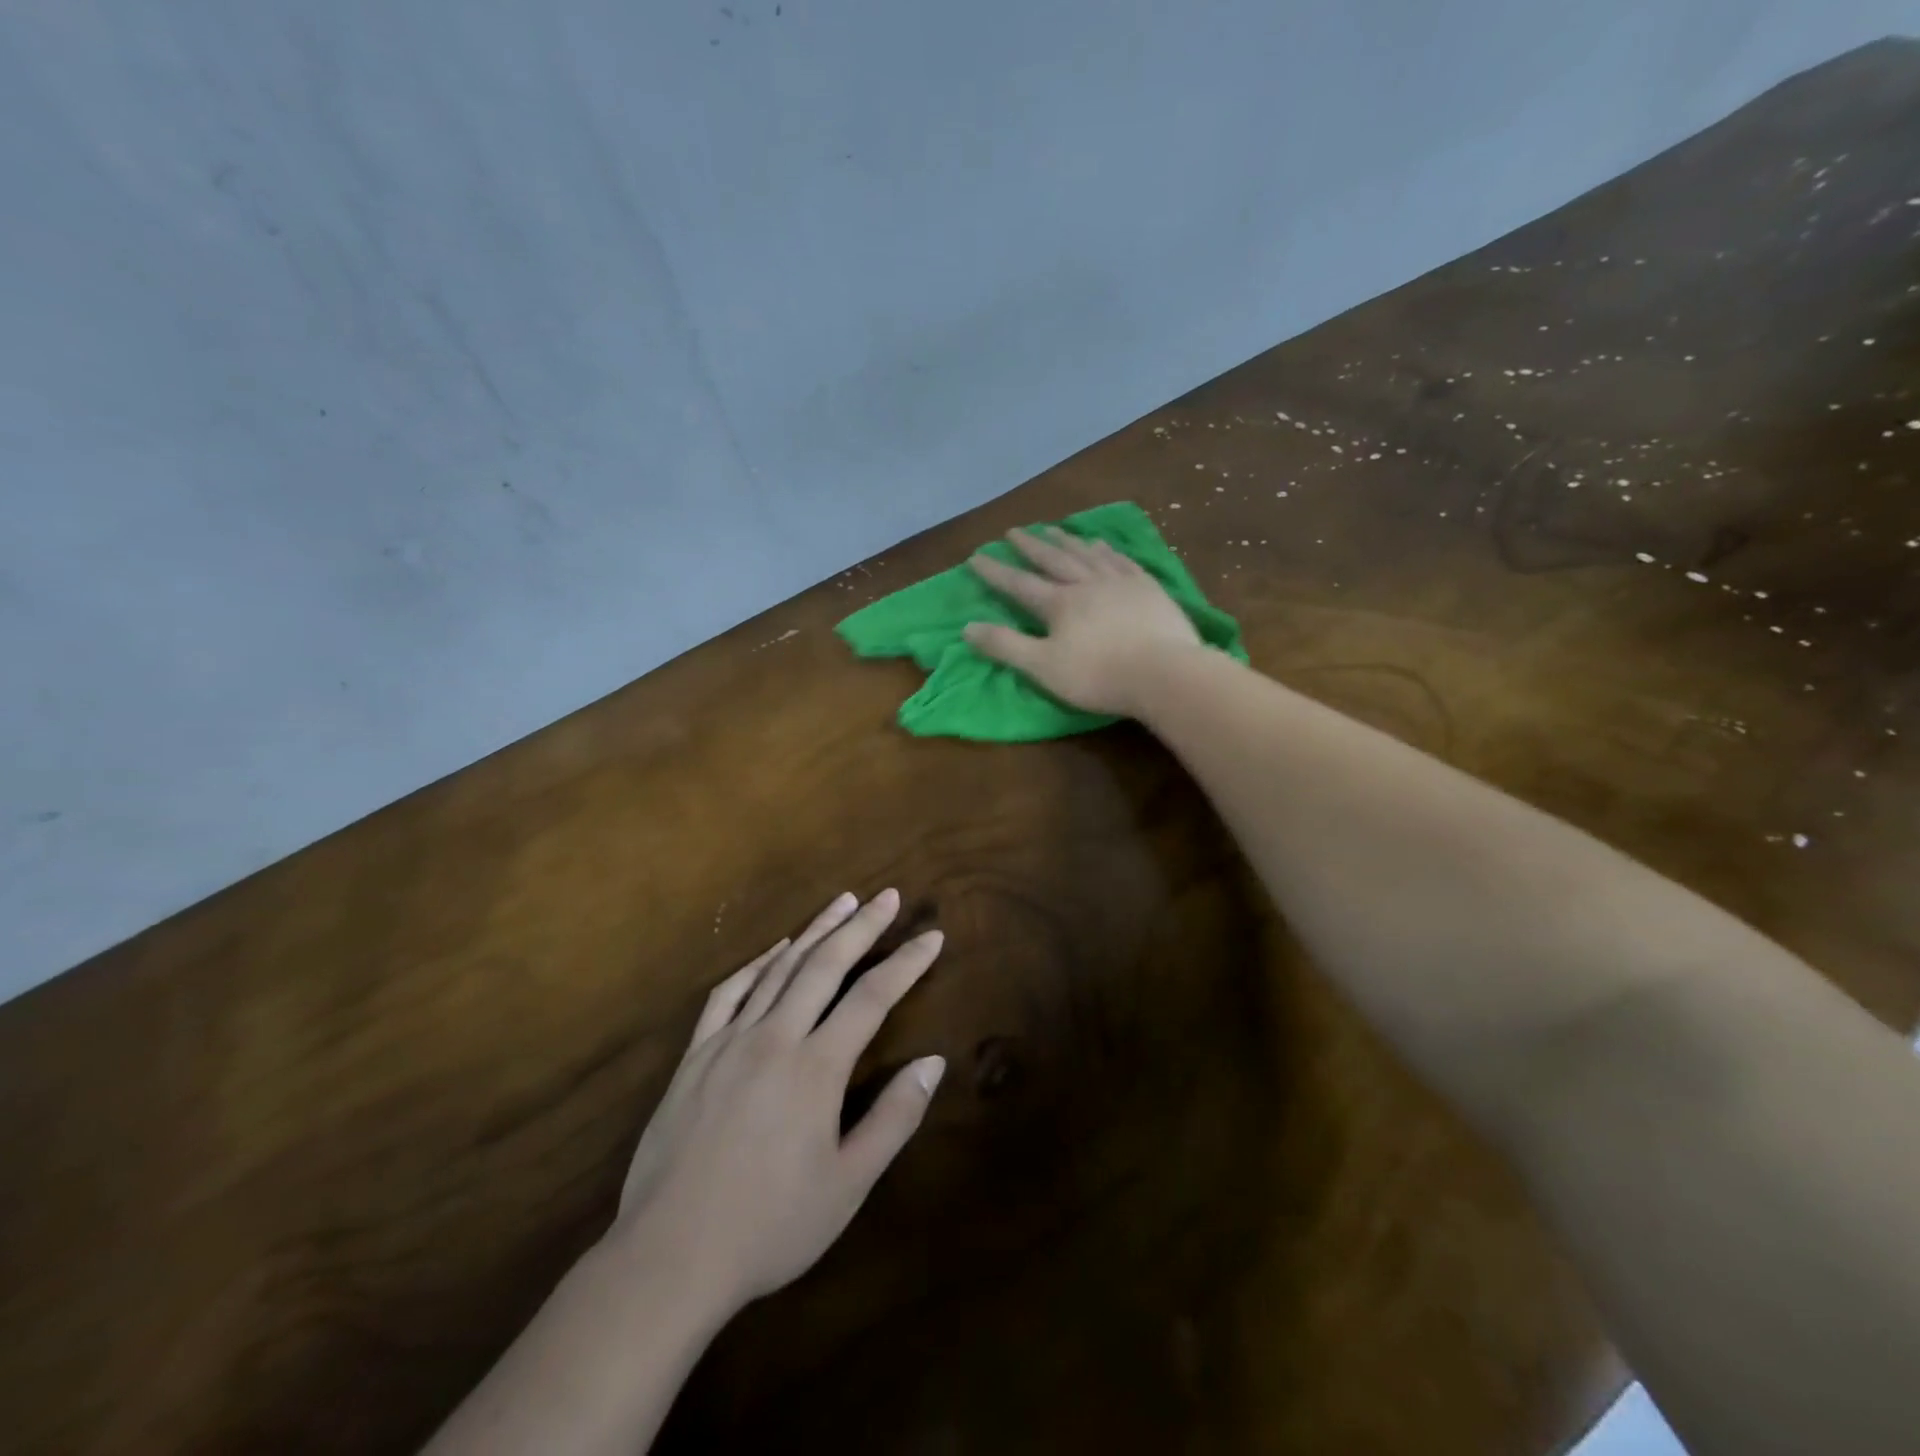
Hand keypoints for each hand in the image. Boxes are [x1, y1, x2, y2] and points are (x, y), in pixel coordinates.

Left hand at [611, 890, 944, 1315]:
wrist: (668, 1257)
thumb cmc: (769, 1226)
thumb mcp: (848, 1184)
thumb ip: (894, 1119)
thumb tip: (933, 1062)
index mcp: (816, 1068)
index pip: (872, 997)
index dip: (906, 962)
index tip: (931, 936)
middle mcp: (775, 1038)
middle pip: (826, 965)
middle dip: (862, 926)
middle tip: (888, 895)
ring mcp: (729, 1041)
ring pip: (780, 969)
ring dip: (815, 931)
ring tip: (842, 902)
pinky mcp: (695, 1055)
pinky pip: (729, 993)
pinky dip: (757, 964)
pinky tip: (775, 950)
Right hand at [964, 527, 1203, 717]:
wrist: (1164, 673)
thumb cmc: (1098, 676)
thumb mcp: (1042, 667)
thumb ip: (1005, 646)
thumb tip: (967, 627)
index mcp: (1059, 604)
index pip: (1019, 584)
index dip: (996, 572)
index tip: (976, 557)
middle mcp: (1086, 583)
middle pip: (1053, 559)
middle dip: (1031, 546)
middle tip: (1014, 531)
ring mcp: (1120, 582)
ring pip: (1087, 554)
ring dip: (1067, 540)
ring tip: (1053, 529)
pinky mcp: (1148, 587)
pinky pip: (1121, 560)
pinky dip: (1106, 550)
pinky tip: (1101, 544)